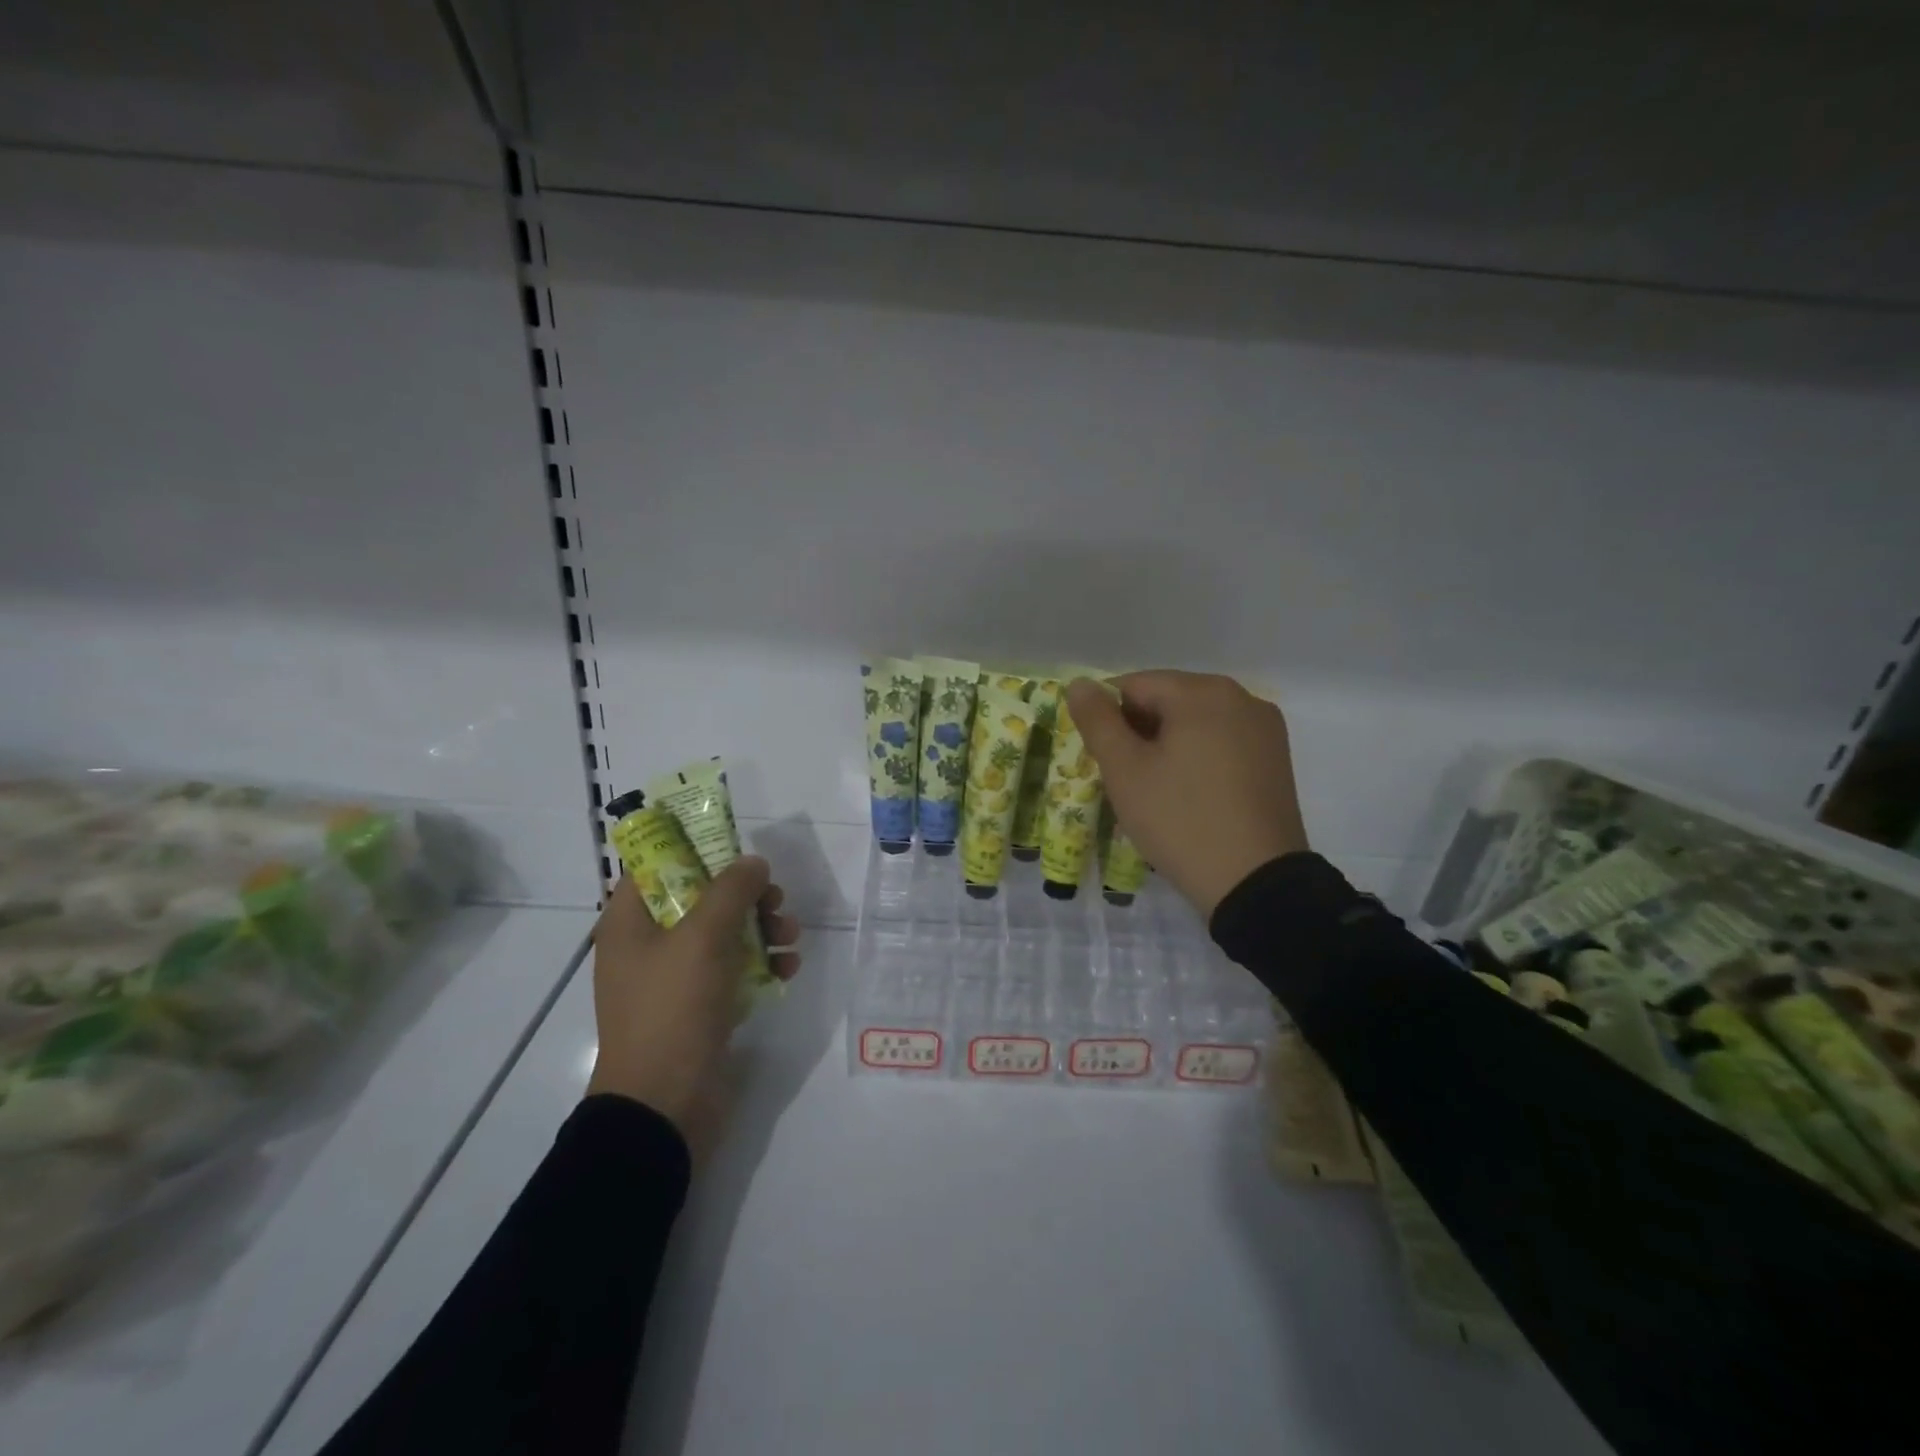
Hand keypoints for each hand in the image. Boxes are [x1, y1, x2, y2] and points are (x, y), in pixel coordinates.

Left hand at [586, 855, 800, 1157]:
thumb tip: (753, 863)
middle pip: (701, 897)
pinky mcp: (700, 1006)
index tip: (736, 847)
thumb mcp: (702, 937)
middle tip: (775, 899)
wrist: (665, 1105)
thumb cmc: (672, 1009)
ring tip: (790, 937)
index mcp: (630, 923)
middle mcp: (649, 945)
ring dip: (762, 927)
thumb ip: (731, 890)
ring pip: (724, 933)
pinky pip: (734, 969)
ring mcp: (675, 978)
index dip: (694, 849)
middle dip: (744, 894)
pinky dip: (763, 963)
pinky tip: (789, 968)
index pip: (655, 866)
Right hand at [1066, 671, 1307, 918]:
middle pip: (1168, 700)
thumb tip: (1080, 684)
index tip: (1101, 758)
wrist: (1255, 883)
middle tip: (1125, 779)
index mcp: (1202, 692)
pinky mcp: (1277, 759)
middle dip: (1139, 732)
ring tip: (1156, 791)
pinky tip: (1189, 795)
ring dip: (1167, 746)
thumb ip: (1097, 721)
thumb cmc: (1181, 819)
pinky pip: (1222, 743)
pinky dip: (1197, 759)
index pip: (1134, 685)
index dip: (1107, 718)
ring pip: (1196, 723)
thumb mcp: (1125, 770)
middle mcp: (1241, 697)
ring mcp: (1265, 729)